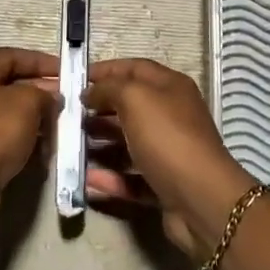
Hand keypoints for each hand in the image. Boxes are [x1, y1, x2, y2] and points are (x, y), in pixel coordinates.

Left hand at [0, 47, 58, 231]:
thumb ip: (44, 94)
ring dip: (34, 118)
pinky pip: (3, 138)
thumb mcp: (27, 102)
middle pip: (9, 85)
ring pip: (8, 114)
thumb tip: (51, 98)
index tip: (64, 71)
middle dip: (40, 91)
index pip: (10, 56)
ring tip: (59, 125)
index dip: (39, 60)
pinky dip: (23, 139)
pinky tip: (43, 149)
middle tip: (65, 100)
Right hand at [83, 59, 253, 258]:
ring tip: (70, 147)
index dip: (105, 70)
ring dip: (99, 144)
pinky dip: (109, 178)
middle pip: (129, 106)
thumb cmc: (167, 138)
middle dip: (98, 109)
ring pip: (127, 143)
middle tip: (67, 116)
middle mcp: (171, 115)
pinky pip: (130, 177)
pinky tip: (86, 180)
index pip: (134, 69)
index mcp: (171, 87)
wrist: (201, 200)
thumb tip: (91, 92)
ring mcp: (168, 151)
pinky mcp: (163, 183)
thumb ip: (109, 88)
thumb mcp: (135, 99)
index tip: (74, 78)